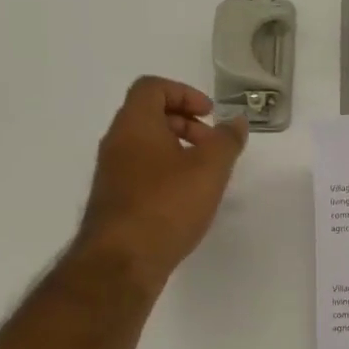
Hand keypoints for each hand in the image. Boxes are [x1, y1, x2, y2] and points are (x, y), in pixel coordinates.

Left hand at [77, 76, 248, 286]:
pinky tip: (185, 202)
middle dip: (184, 124)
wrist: (123, 260)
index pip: (152, 87)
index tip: (210, 114)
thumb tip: (237, 122)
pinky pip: (141, 174)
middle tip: (212, 146)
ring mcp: (111, 174)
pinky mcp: (114, 202)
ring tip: (203, 177)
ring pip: (145, 148)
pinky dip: (165, 175)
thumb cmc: (167, 206)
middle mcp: (117, 142)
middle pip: (148, 116)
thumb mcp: (209, 170)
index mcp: (135, 124)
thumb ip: (227, 142)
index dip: (184, 93)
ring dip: (176, 152)